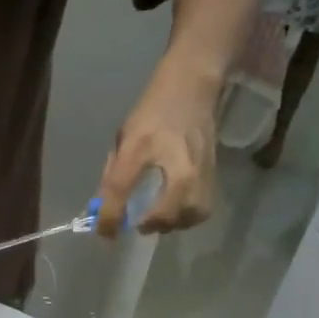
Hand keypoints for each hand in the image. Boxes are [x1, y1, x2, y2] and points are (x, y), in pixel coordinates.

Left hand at [95, 75, 216, 235]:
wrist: (192, 85)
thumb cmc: (152, 112)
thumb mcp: (124, 137)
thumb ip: (114, 174)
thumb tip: (105, 209)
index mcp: (142, 144)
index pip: (121, 187)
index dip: (109, 216)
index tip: (104, 232)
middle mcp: (175, 158)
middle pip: (168, 210)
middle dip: (151, 224)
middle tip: (138, 223)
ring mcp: (200, 166)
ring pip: (191, 213)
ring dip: (172, 223)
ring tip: (158, 219)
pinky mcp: (214, 171)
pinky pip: (203, 207)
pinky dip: (187, 216)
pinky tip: (175, 211)